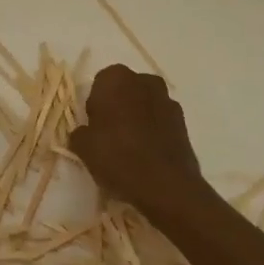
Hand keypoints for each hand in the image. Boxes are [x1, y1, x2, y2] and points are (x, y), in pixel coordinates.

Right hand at [68, 64, 221, 234]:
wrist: (166, 186)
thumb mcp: (83, 147)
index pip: (100, 82)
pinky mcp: (184, 123)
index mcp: (116, 78)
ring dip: (137, 117)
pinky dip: (154, 131)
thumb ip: (79, 133)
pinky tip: (147, 154)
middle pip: (125, 89)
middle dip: (118, 105)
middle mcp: (144, 81)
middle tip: (109, 133)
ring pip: (145, 104)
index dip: (96, 103)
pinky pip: (160, 121)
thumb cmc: (118, 157)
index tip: (93, 124)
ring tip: (129, 146)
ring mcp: (168, 101)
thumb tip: (84, 133)